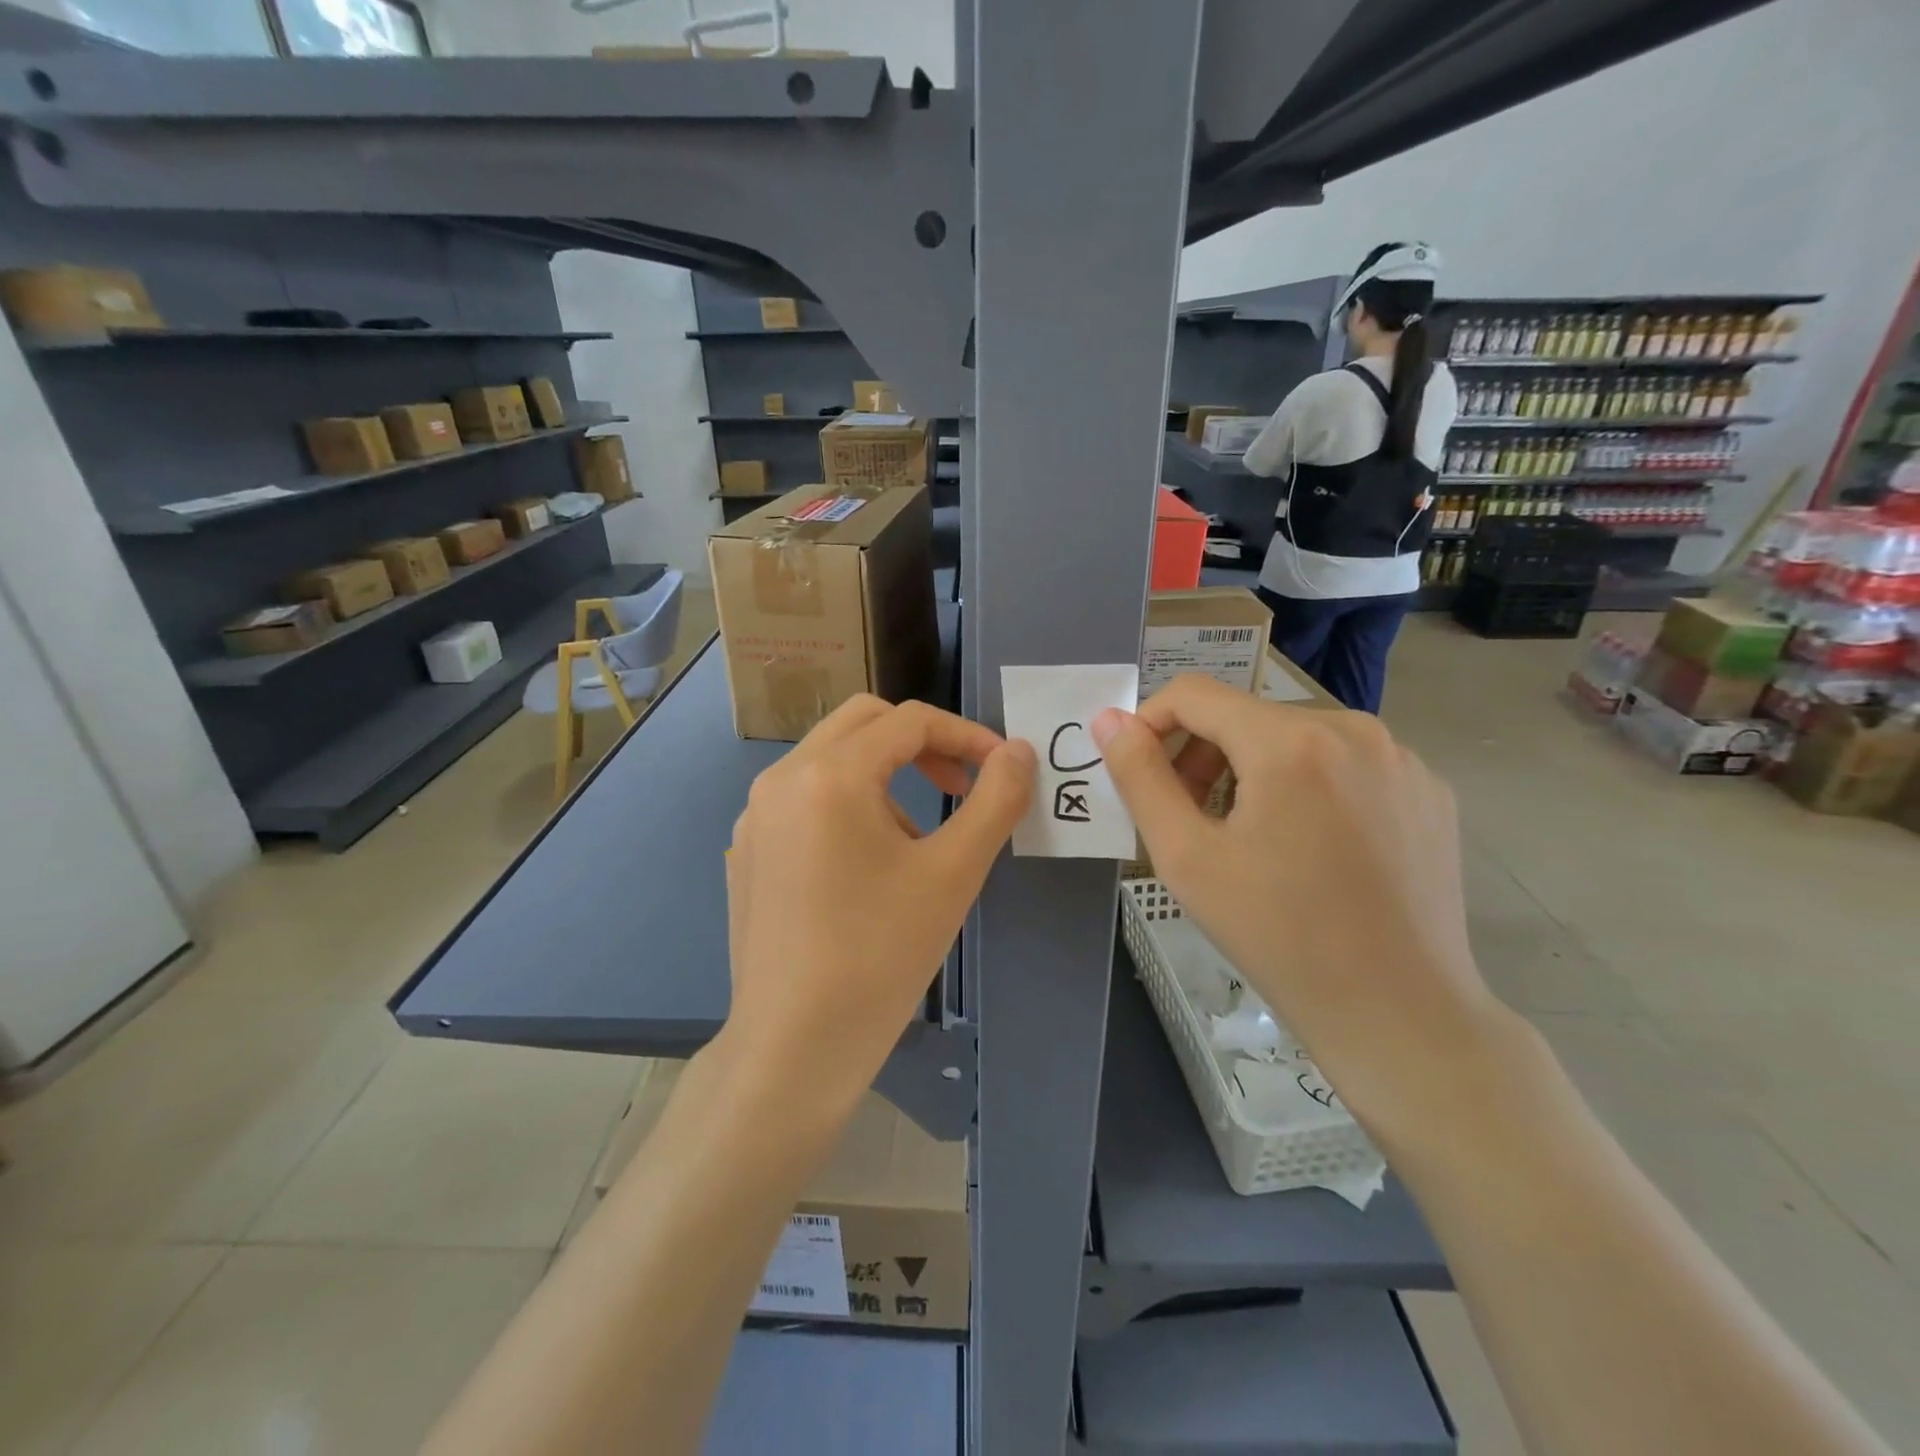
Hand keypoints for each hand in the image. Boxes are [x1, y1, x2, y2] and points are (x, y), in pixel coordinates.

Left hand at [721, 696, 1035, 1117]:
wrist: (794, 1047)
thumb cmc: (880, 955)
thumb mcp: (953, 873)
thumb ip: (995, 800)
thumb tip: (1019, 752)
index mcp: (829, 774)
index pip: (910, 721)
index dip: (967, 735)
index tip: (1003, 769)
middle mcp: (782, 778)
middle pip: (864, 723)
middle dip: (922, 743)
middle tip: (961, 785)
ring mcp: (756, 814)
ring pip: (832, 758)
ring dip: (886, 773)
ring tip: (919, 839)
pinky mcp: (749, 849)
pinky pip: (807, 797)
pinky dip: (850, 802)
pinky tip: (869, 865)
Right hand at [1092, 676, 1508, 1144]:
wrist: (1399, 1012)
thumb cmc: (1278, 935)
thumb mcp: (1186, 857)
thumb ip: (1140, 777)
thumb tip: (1109, 720)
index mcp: (1290, 740)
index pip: (1194, 693)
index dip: (1150, 724)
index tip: (1139, 774)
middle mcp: (1354, 728)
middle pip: (1245, 716)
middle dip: (1202, 755)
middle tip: (1189, 820)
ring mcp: (1401, 758)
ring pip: (1295, 738)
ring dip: (1252, 771)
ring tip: (1247, 838)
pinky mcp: (1428, 790)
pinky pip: (1345, 763)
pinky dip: (1308, 787)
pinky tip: (1311, 849)